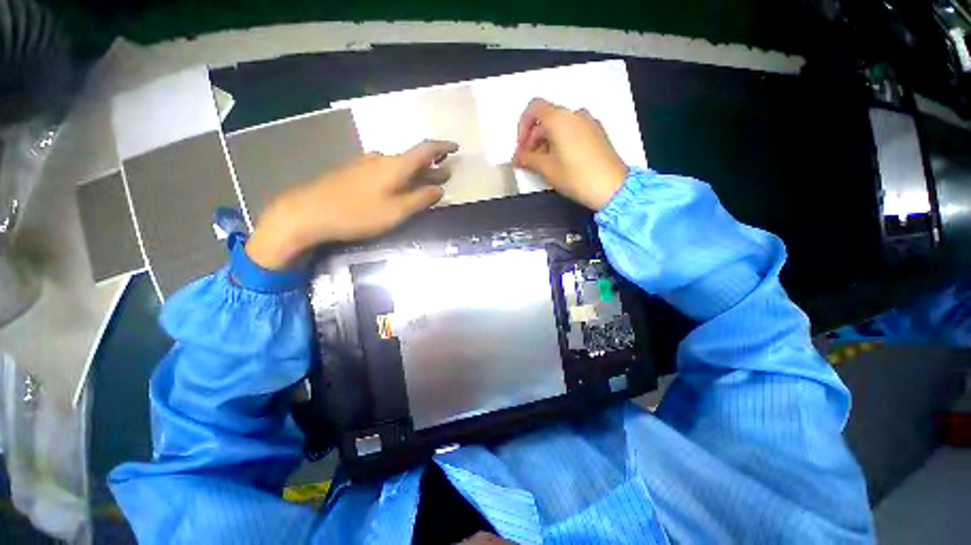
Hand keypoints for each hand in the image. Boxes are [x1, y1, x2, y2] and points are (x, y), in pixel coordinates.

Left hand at [246, 140, 457, 268]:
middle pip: (412, 159)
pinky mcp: (353, 172)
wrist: (307, 212)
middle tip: (446, 173)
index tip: (456, 147)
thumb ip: (420, 199)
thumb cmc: (357, 213)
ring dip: (415, 173)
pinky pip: (385, 170)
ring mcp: (365, 164)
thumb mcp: (396, 211)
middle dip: (432, 166)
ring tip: (426, 182)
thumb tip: (439, 189)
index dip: (442, 147)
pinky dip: (399, 177)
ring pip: (398, 165)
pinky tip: (398, 187)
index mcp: (395, 165)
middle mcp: (381, 158)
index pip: (425, 150)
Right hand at [512, 98, 627, 209]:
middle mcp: (575, 114)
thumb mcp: (547, 169)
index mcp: (560, 119)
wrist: (612, 187)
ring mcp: (589, 123)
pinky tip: (559, 162)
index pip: (534, 109)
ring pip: (559, 126)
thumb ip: (528, 159)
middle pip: (546, 118)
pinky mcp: (597, 133)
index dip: (522, 127)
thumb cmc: (576, 176)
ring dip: (545, 142)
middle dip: (533, 138)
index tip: (521, 148)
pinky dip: (560, 142)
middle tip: (527, 161)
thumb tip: (517, 158)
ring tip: (542, 165)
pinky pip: (573, 131)